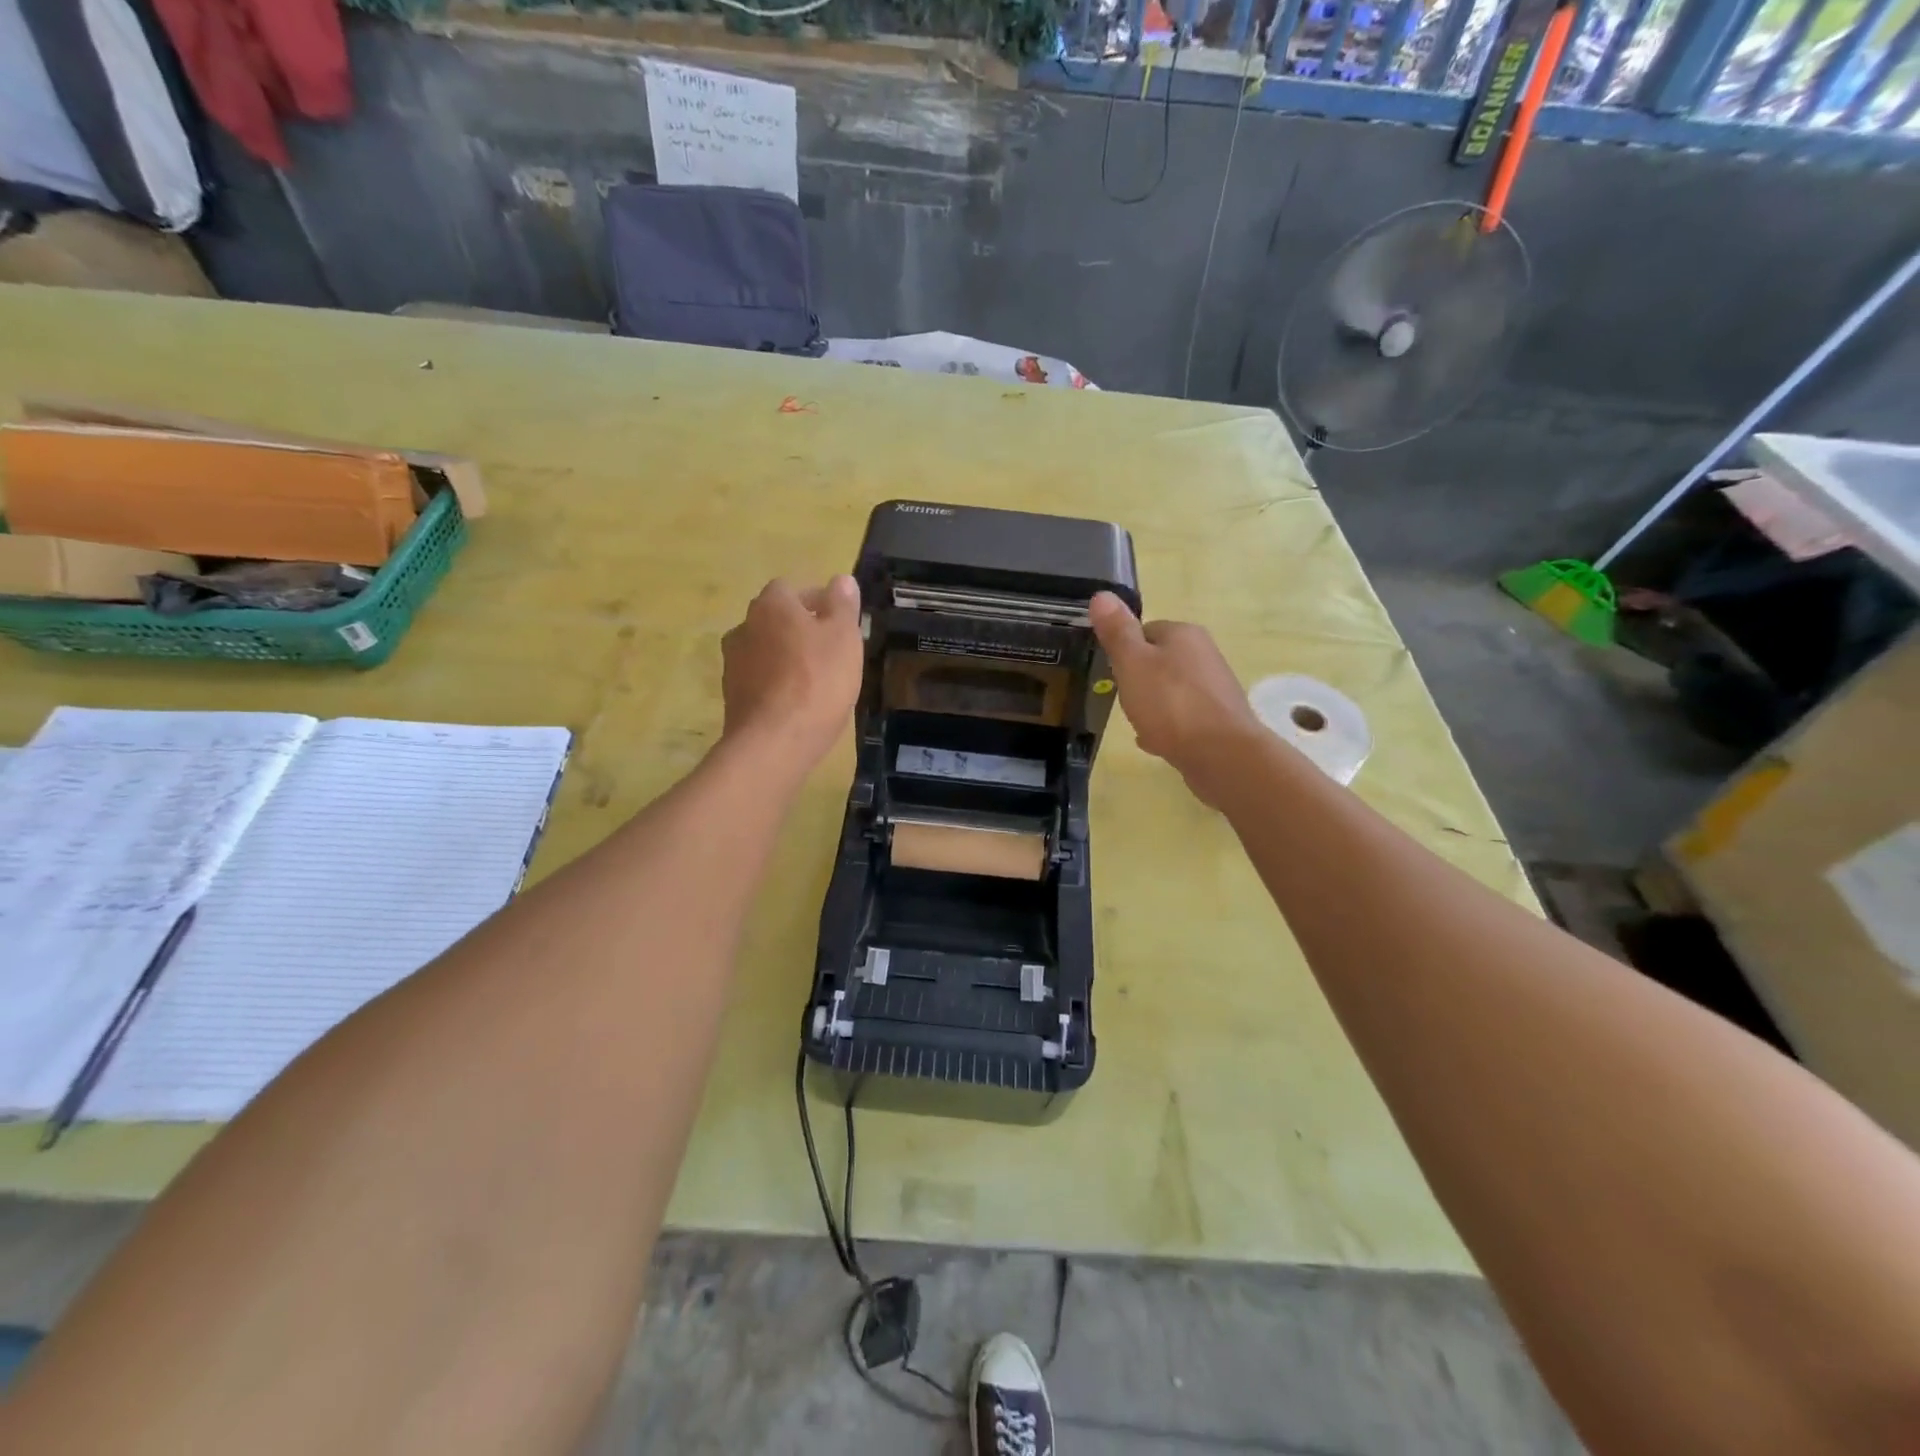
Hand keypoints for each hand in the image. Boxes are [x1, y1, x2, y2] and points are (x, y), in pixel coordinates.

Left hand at [721, 576, 863, 771]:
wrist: (775, 741)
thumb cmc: (817, 681)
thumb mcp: (844, 637)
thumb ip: (843, 605)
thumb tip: (841, 580)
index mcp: (771, 605)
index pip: (791, 590)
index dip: (817, 602)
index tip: (839, 623)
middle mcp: (744, 627)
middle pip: (776, 620)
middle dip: (801, 630)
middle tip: (831, 652)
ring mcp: (733, 663)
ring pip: (766, 651)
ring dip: (787, 658)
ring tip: (816, 681)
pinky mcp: (732, 696)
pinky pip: (760, 680)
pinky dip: (777, 685)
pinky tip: (798, 704)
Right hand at [1089, 592, 1265, 805]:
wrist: (1221, 754)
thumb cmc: (1170, 704)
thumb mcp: (1132, 663)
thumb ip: (1117, 631)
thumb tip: (1101, 595)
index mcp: (1184, 634)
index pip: (1145, 630)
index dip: (1125, 651)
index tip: (1113, 672)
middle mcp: (1204, 654)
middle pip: (1159, 661)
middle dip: (1139, 680)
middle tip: (1123, 700)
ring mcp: (1215, 688)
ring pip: (1171, 690)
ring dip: (1152, 705)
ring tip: (1137, 723)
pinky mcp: (1219, 719)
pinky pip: (1183, 716)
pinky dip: (1167, 726)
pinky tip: (1154, 743)